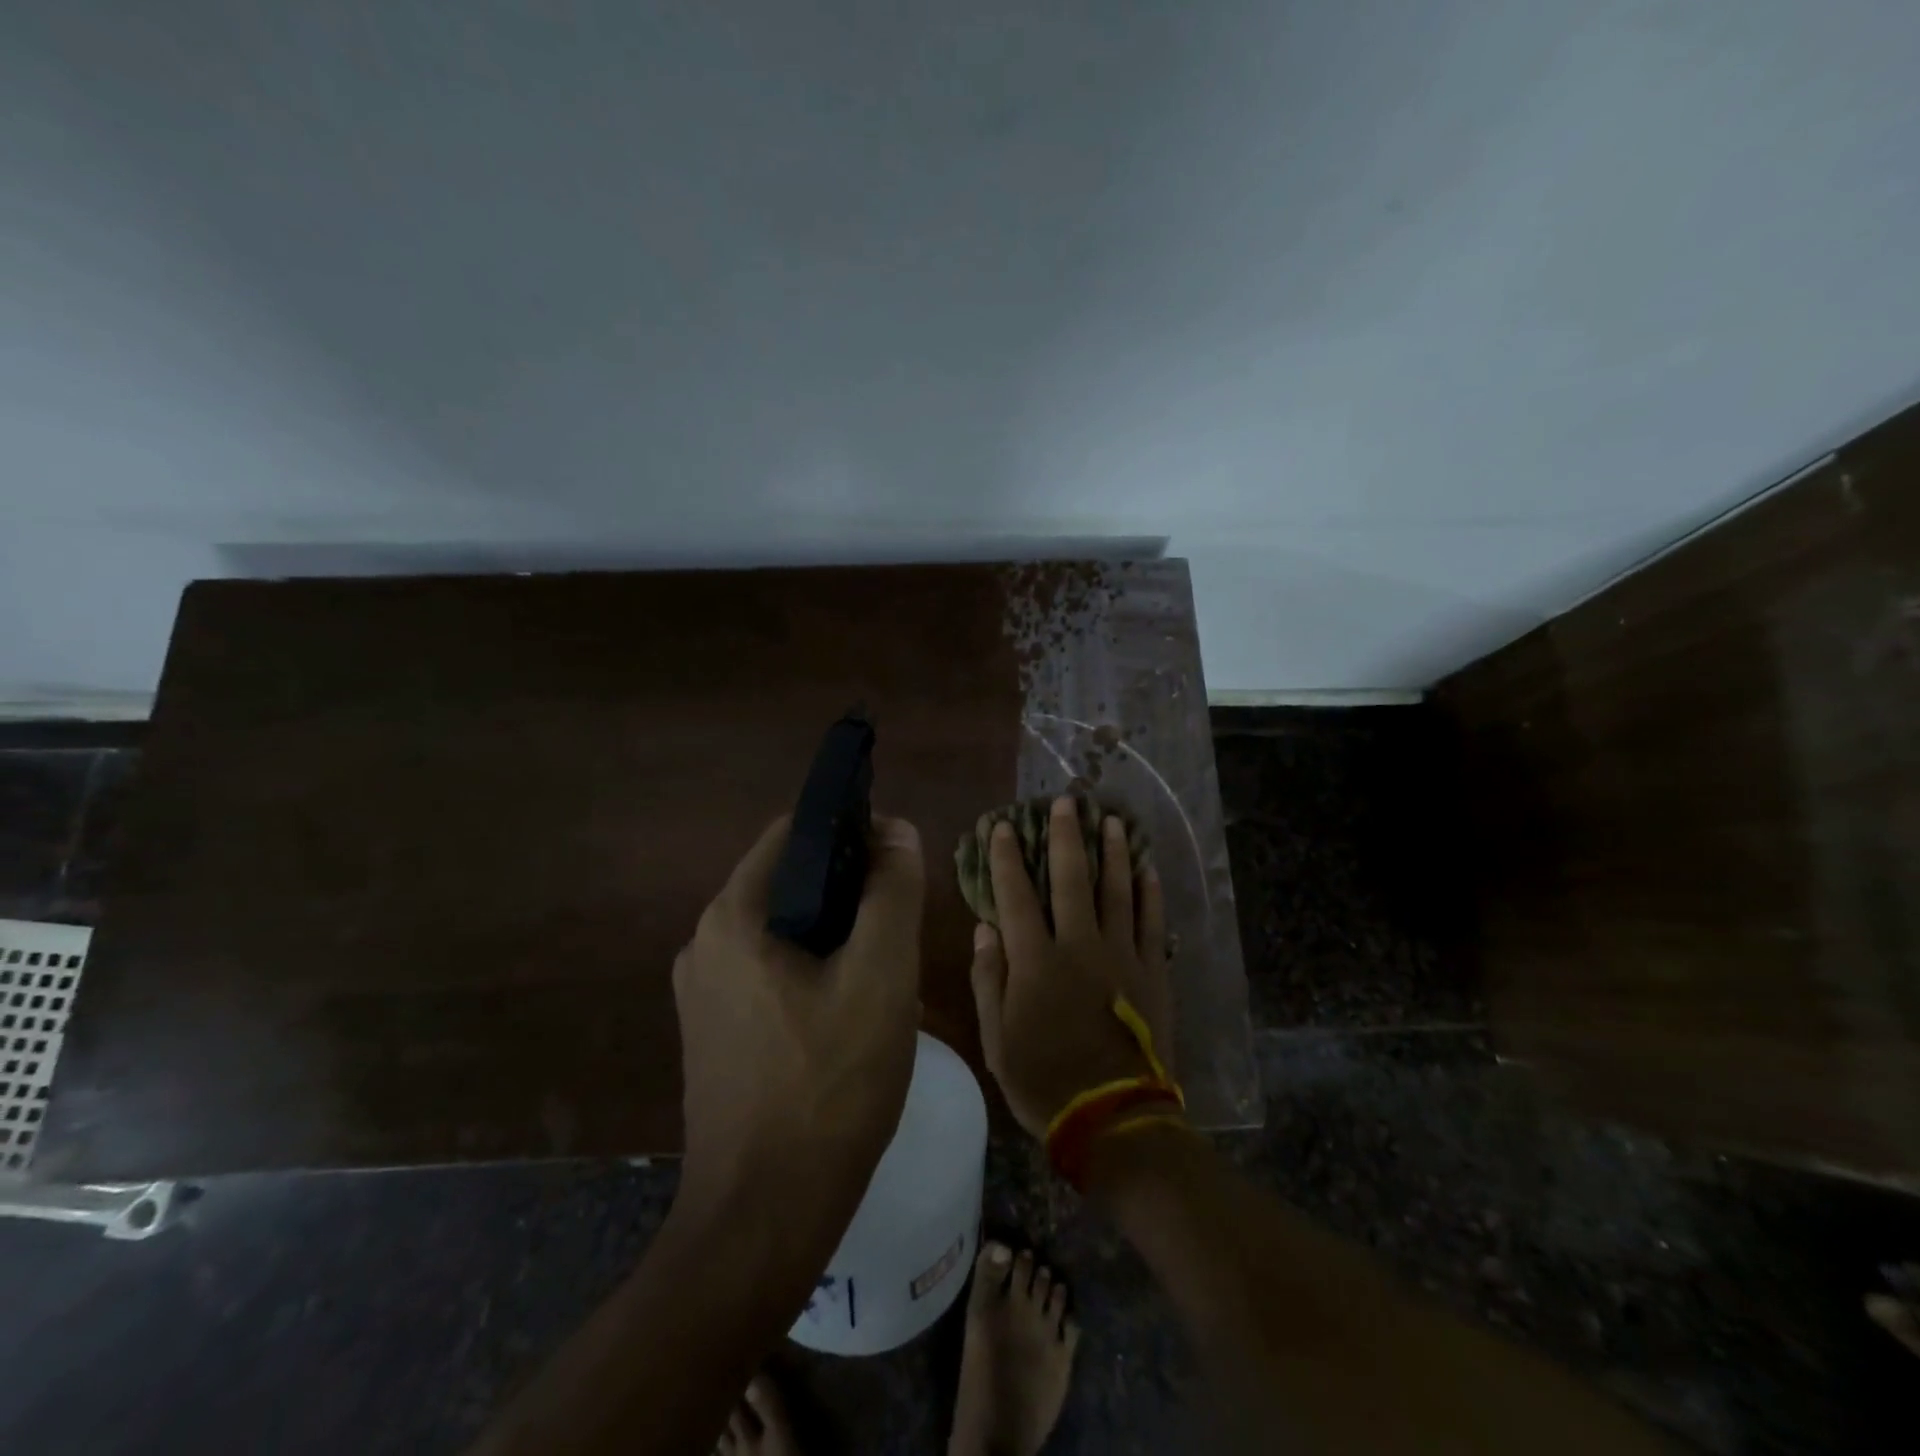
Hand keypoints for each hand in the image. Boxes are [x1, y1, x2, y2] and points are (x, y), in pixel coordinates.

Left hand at [672, 815, 924, 1227]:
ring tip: (884, 974)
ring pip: (786, 931)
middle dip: (851, 892)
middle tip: (900, 929)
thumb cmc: (829, 1085)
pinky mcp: (714, 1032)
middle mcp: (705, 942)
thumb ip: (892, 891)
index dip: (853, 831)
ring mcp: (704, 992)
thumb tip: (896, 830)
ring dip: (837, 936)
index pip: (796, 832)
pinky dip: (814, 972)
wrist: (763, 1219)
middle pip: (791, 882)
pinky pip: (771, 973)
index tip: (900, 862)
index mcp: (734, 915)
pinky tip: (850, 1015)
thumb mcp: (880, 975)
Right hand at [968, 796, 1174, 1138]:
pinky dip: (1149, 892)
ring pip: (1117, 889)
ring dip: (1113, 851)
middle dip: (1065, 836)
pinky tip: (1148, 867)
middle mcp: (1079, 945)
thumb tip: (984, 928)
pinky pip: (1152, 921)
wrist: (1114, 1119)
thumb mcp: (996, 1039)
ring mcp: (1121, 955)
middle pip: (1071, 878)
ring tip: (1111, 819)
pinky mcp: (1152, 971)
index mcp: (1035, 961)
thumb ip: (989, 979)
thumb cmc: (1044, 1082)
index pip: (1015, 895)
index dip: (1005, 857)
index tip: (1001, 826)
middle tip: (1065, 800)